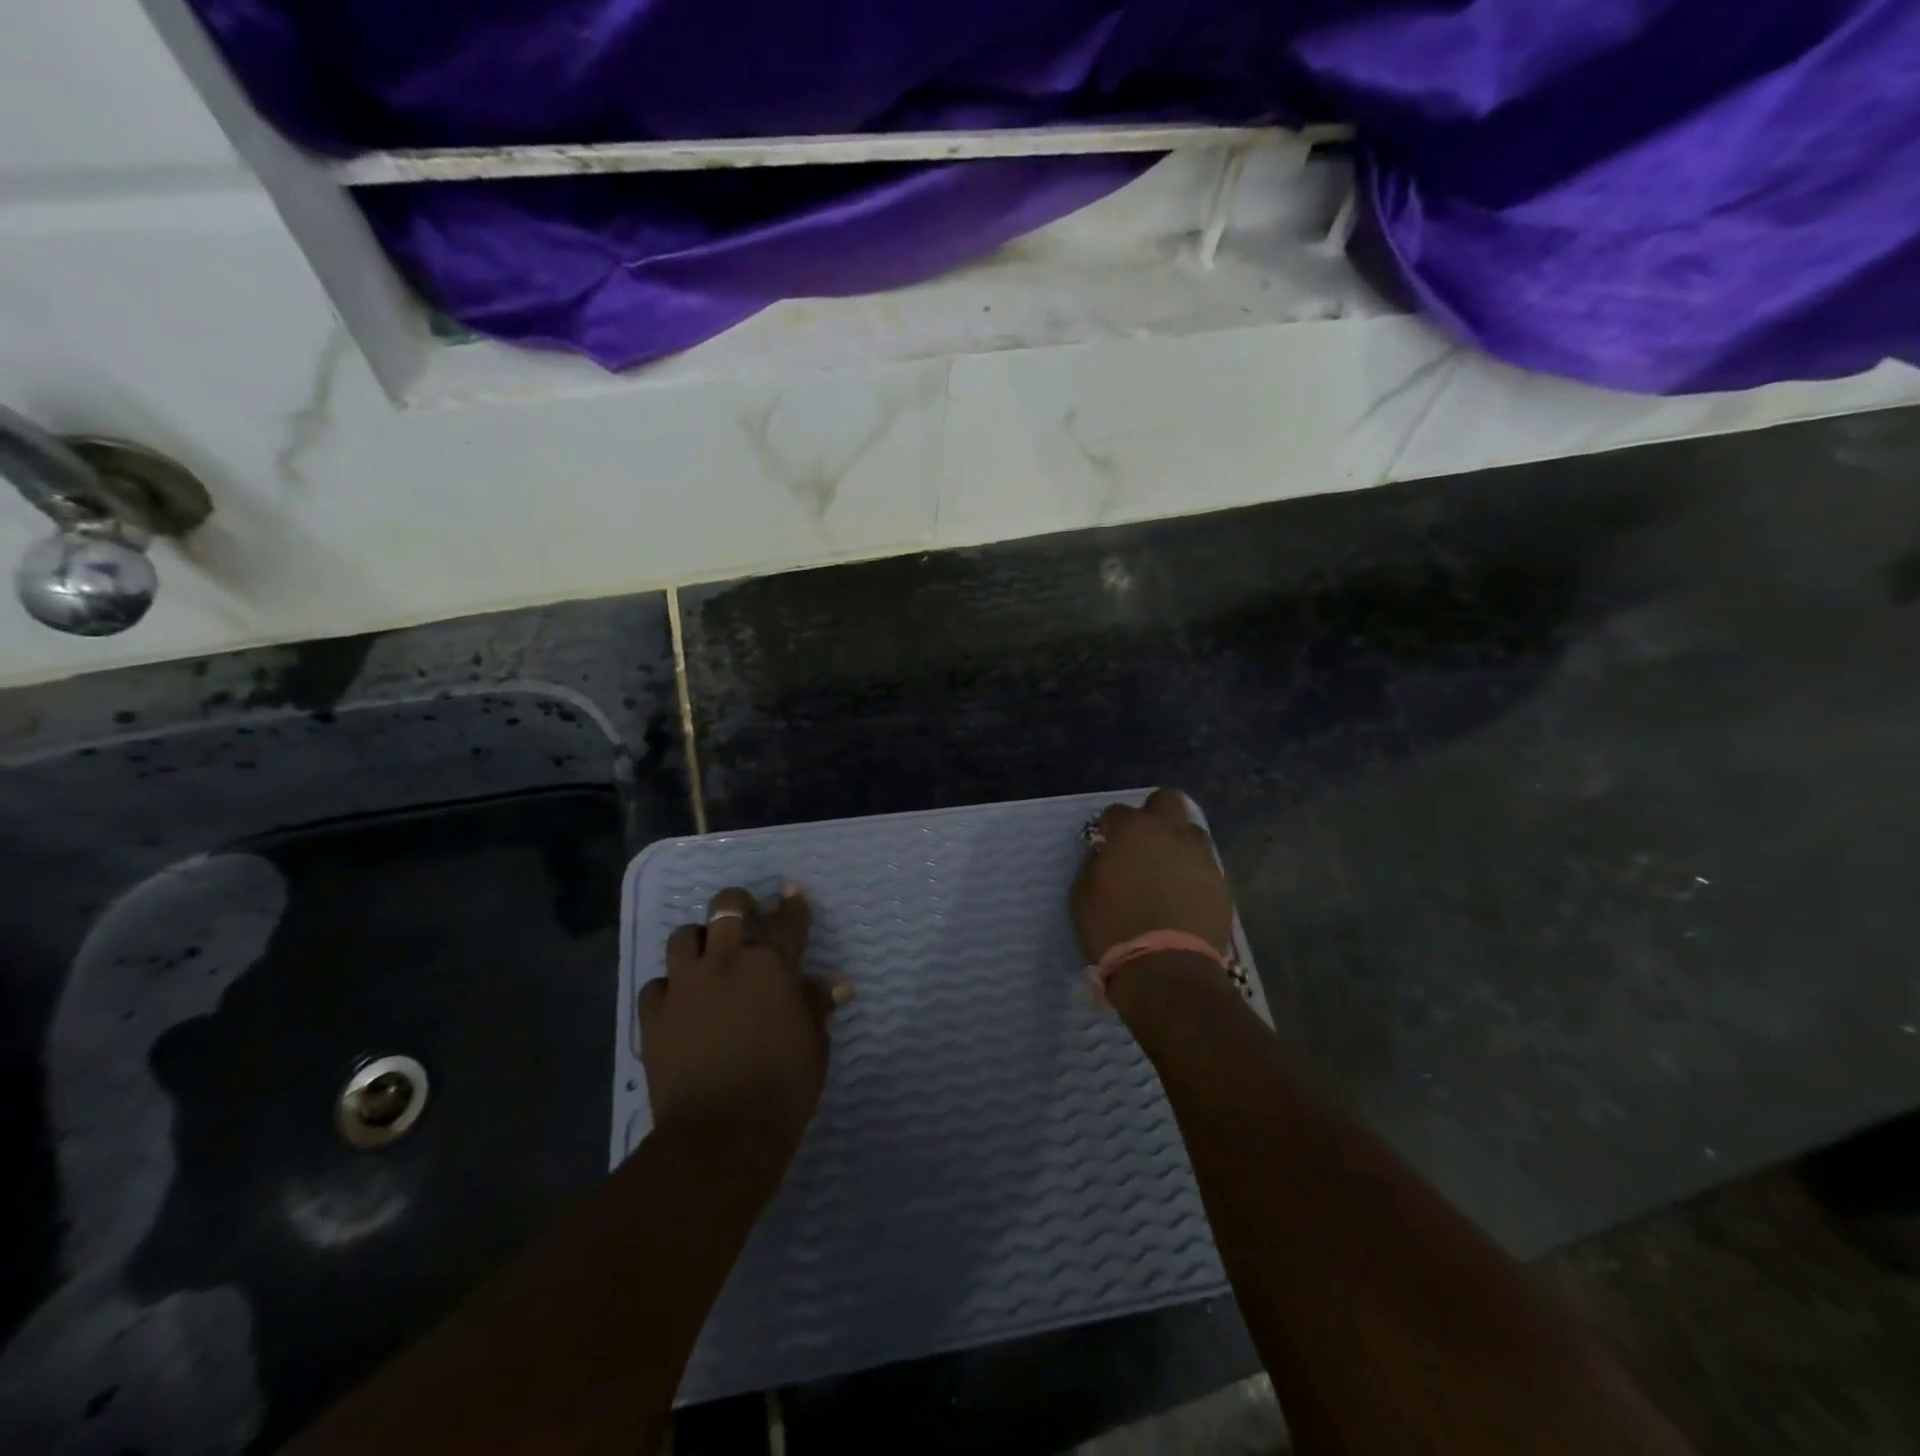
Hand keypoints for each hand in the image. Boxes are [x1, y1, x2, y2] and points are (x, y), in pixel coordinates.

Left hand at [640, 885, 850, 1148]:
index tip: (793, 892)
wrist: (721, 1133)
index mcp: (772, 964)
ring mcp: (685, 985)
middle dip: (737, 903)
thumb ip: (817, 1005)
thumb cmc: (783, 1086)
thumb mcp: (814, 1042)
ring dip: (698, 939)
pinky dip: (669, 986)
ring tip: (706, 953)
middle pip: (727, 907)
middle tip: (745, 914)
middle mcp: (727, 961)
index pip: (788, 920)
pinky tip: (679, 1000)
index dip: (793, 903)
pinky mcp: (654, 1015)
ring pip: (682, 936)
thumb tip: (837, 984)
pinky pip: (656, 983)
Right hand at [1071, 788, 1234, 965]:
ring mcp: (1201, 856)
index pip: (1117, 812)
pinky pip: (1205, 866)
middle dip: (1153, 814)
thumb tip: (1106, 854)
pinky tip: (1182, 896)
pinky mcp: (1222, 883)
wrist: (1167, 969)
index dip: (1109, 826)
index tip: (1105, 843)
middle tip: (1141, 842)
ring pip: (1192, 832)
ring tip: (1166, 870)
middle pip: (1167, 800)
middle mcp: (1171, 833)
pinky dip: (1192, 873)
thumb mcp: (1083, 894)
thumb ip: (1095, 863)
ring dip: (1177, 842)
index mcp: (1133, 830)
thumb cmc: (1114, 928)